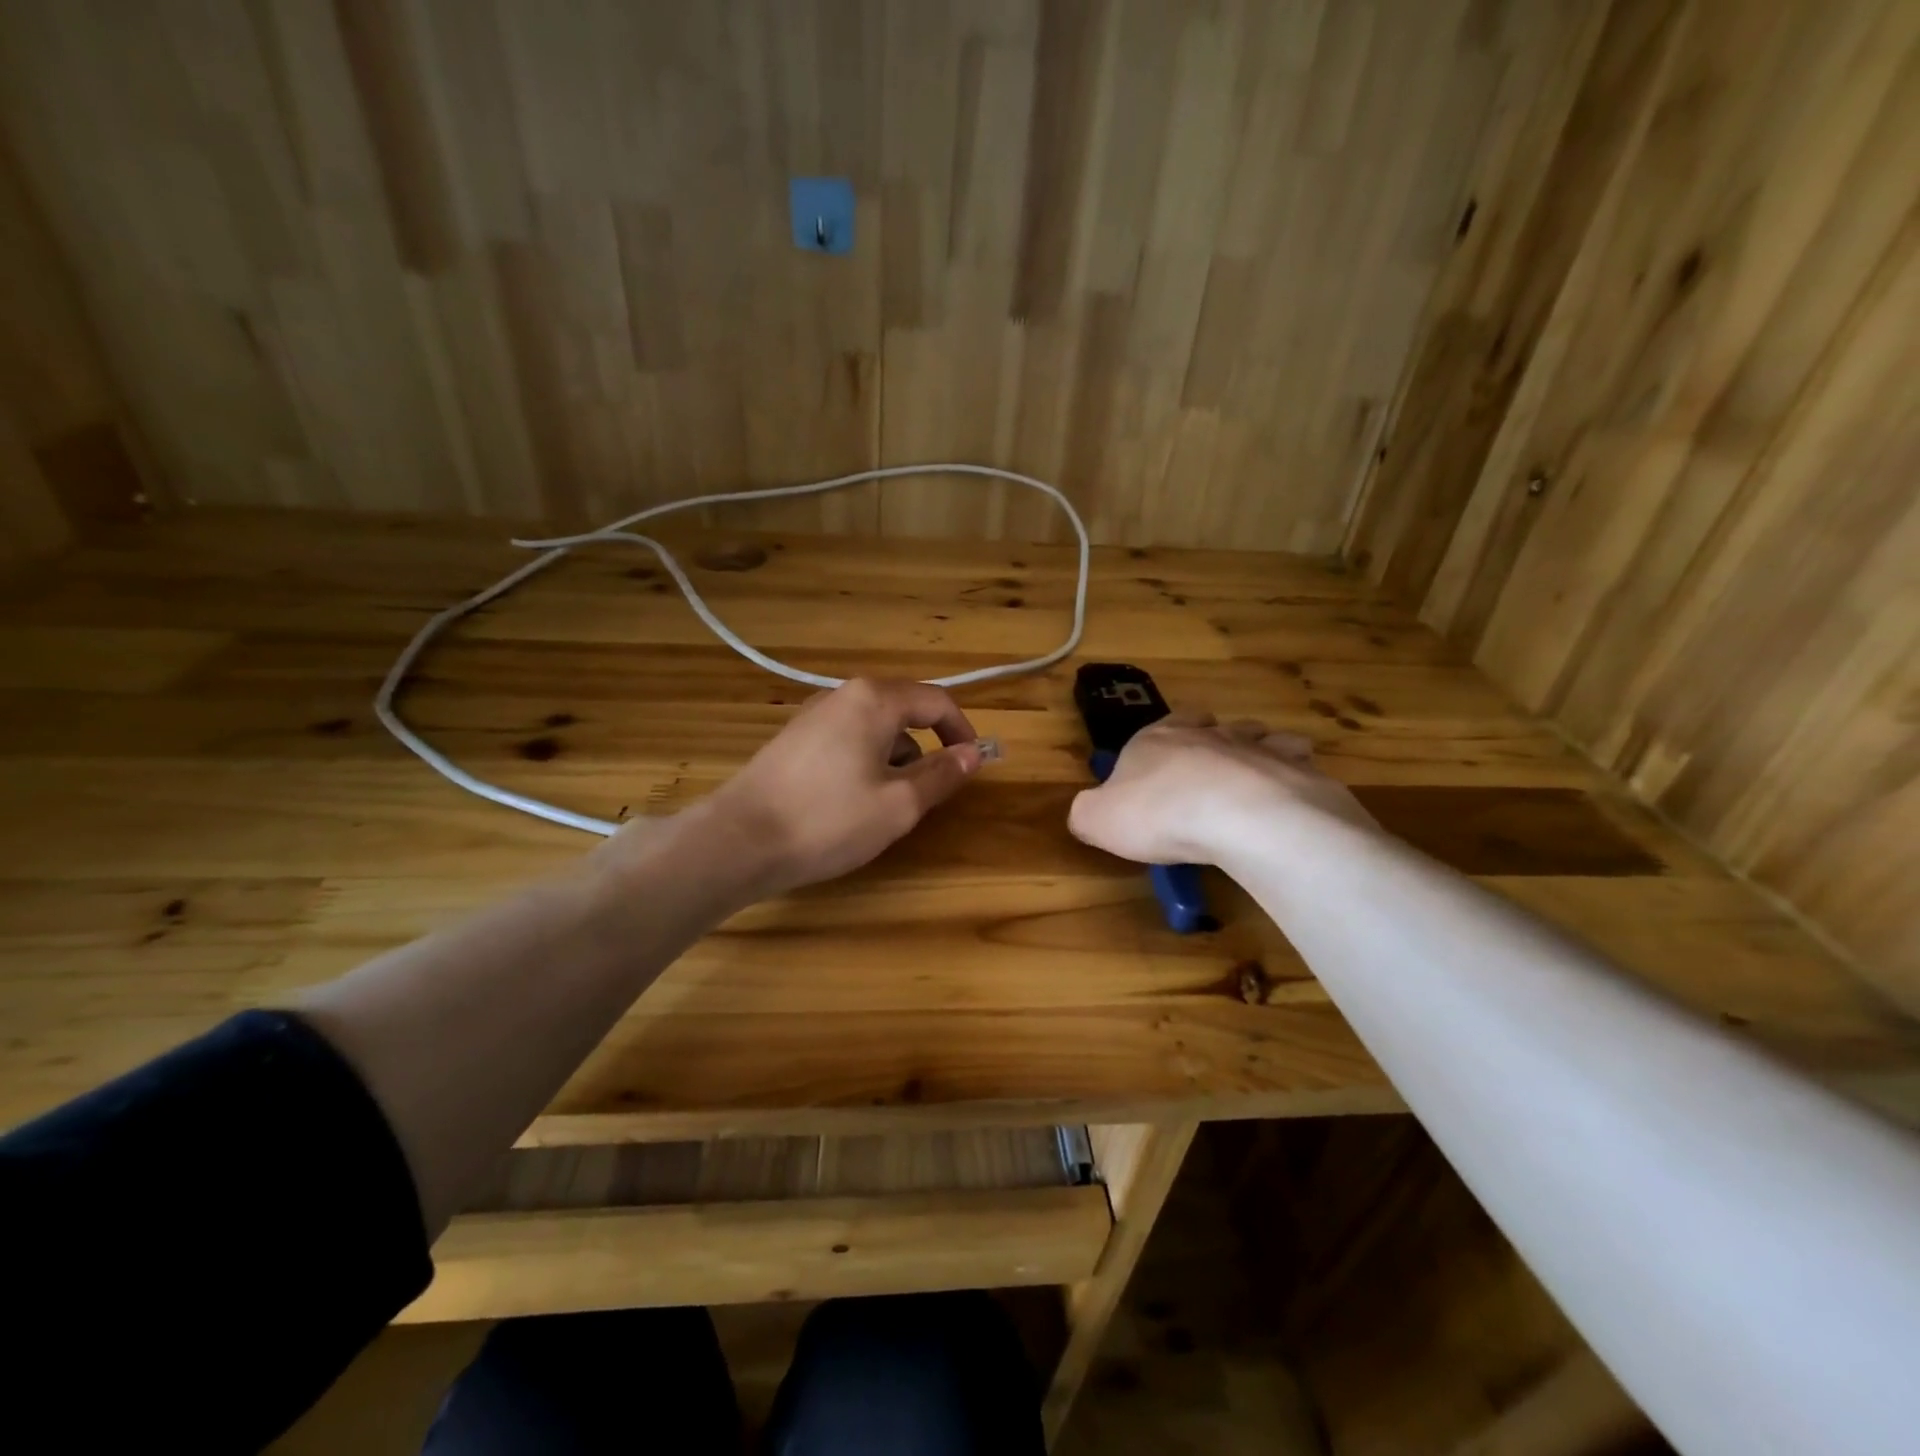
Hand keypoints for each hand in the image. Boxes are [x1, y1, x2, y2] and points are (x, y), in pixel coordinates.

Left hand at [685, 678, 982, 898]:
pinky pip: (848, 741)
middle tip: (927, 795)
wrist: (738, 841)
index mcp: (874, 700)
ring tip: (885, 806)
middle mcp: (843, 695)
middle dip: (926, 749)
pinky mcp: (794, 740)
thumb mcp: (899, 804)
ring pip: (875, 729)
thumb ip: (942, 774)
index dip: (963, 732)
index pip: (937, 702)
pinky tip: (850, 804)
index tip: (973, 766)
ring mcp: (813, 715)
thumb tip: (974, 754)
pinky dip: (866, 764)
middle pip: (904, 711)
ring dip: (895, 760)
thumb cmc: (829, 820)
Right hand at [1067, 714, 1372, 865]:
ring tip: (1249, 790)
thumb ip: (1086, 813)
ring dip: (1254, 757)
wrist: (1242, 818)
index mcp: (1159, 737)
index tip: (1158, 770)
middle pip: (1212, 726)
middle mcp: (1210, 733)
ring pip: (1259, 740)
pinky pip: (1298, 769)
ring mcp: (1259, 748)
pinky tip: (1285, 807)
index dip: (1160, 743)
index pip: (1161, 725)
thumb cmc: (1160, 813)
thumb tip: (1086, 814)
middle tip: (1205, 778)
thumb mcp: (1098, 819)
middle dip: (1210, 743)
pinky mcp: (1300, 772)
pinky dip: (1293, 782)